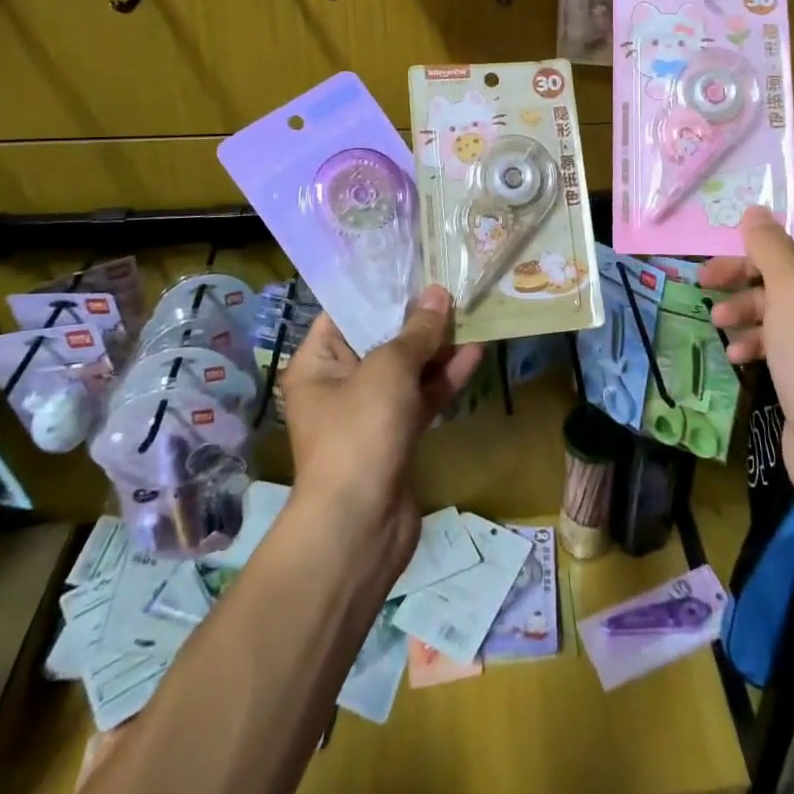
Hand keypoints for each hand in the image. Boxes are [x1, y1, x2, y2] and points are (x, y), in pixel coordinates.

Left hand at [280, 287, 483, 573]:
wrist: (360, 527)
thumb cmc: (360, 433)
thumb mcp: (388, 369)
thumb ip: (416, 331)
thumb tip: (437, 294)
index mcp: (318, 364)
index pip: (345, 314)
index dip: (380, 290)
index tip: (415, 266)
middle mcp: (339, 384)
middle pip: (381, 339)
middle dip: (417, 317)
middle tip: (451, 285)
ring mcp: (370, 413)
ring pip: (407, 369)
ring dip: (437, 346)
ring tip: (471, 312)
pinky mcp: (397, 436)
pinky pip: (421, 397)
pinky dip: (444, 378)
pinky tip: (475, 352)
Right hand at [703, 201, 793, 520]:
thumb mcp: (791, 292)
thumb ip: (770, 247)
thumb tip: (755, 212)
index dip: (788, 212)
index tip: (744, 217)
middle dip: (750, 267)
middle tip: (709, 272)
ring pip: (783, 301)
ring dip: (747, 305)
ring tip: (716, 318)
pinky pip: (783, 337)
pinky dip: (758, 339)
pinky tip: (735, 353)